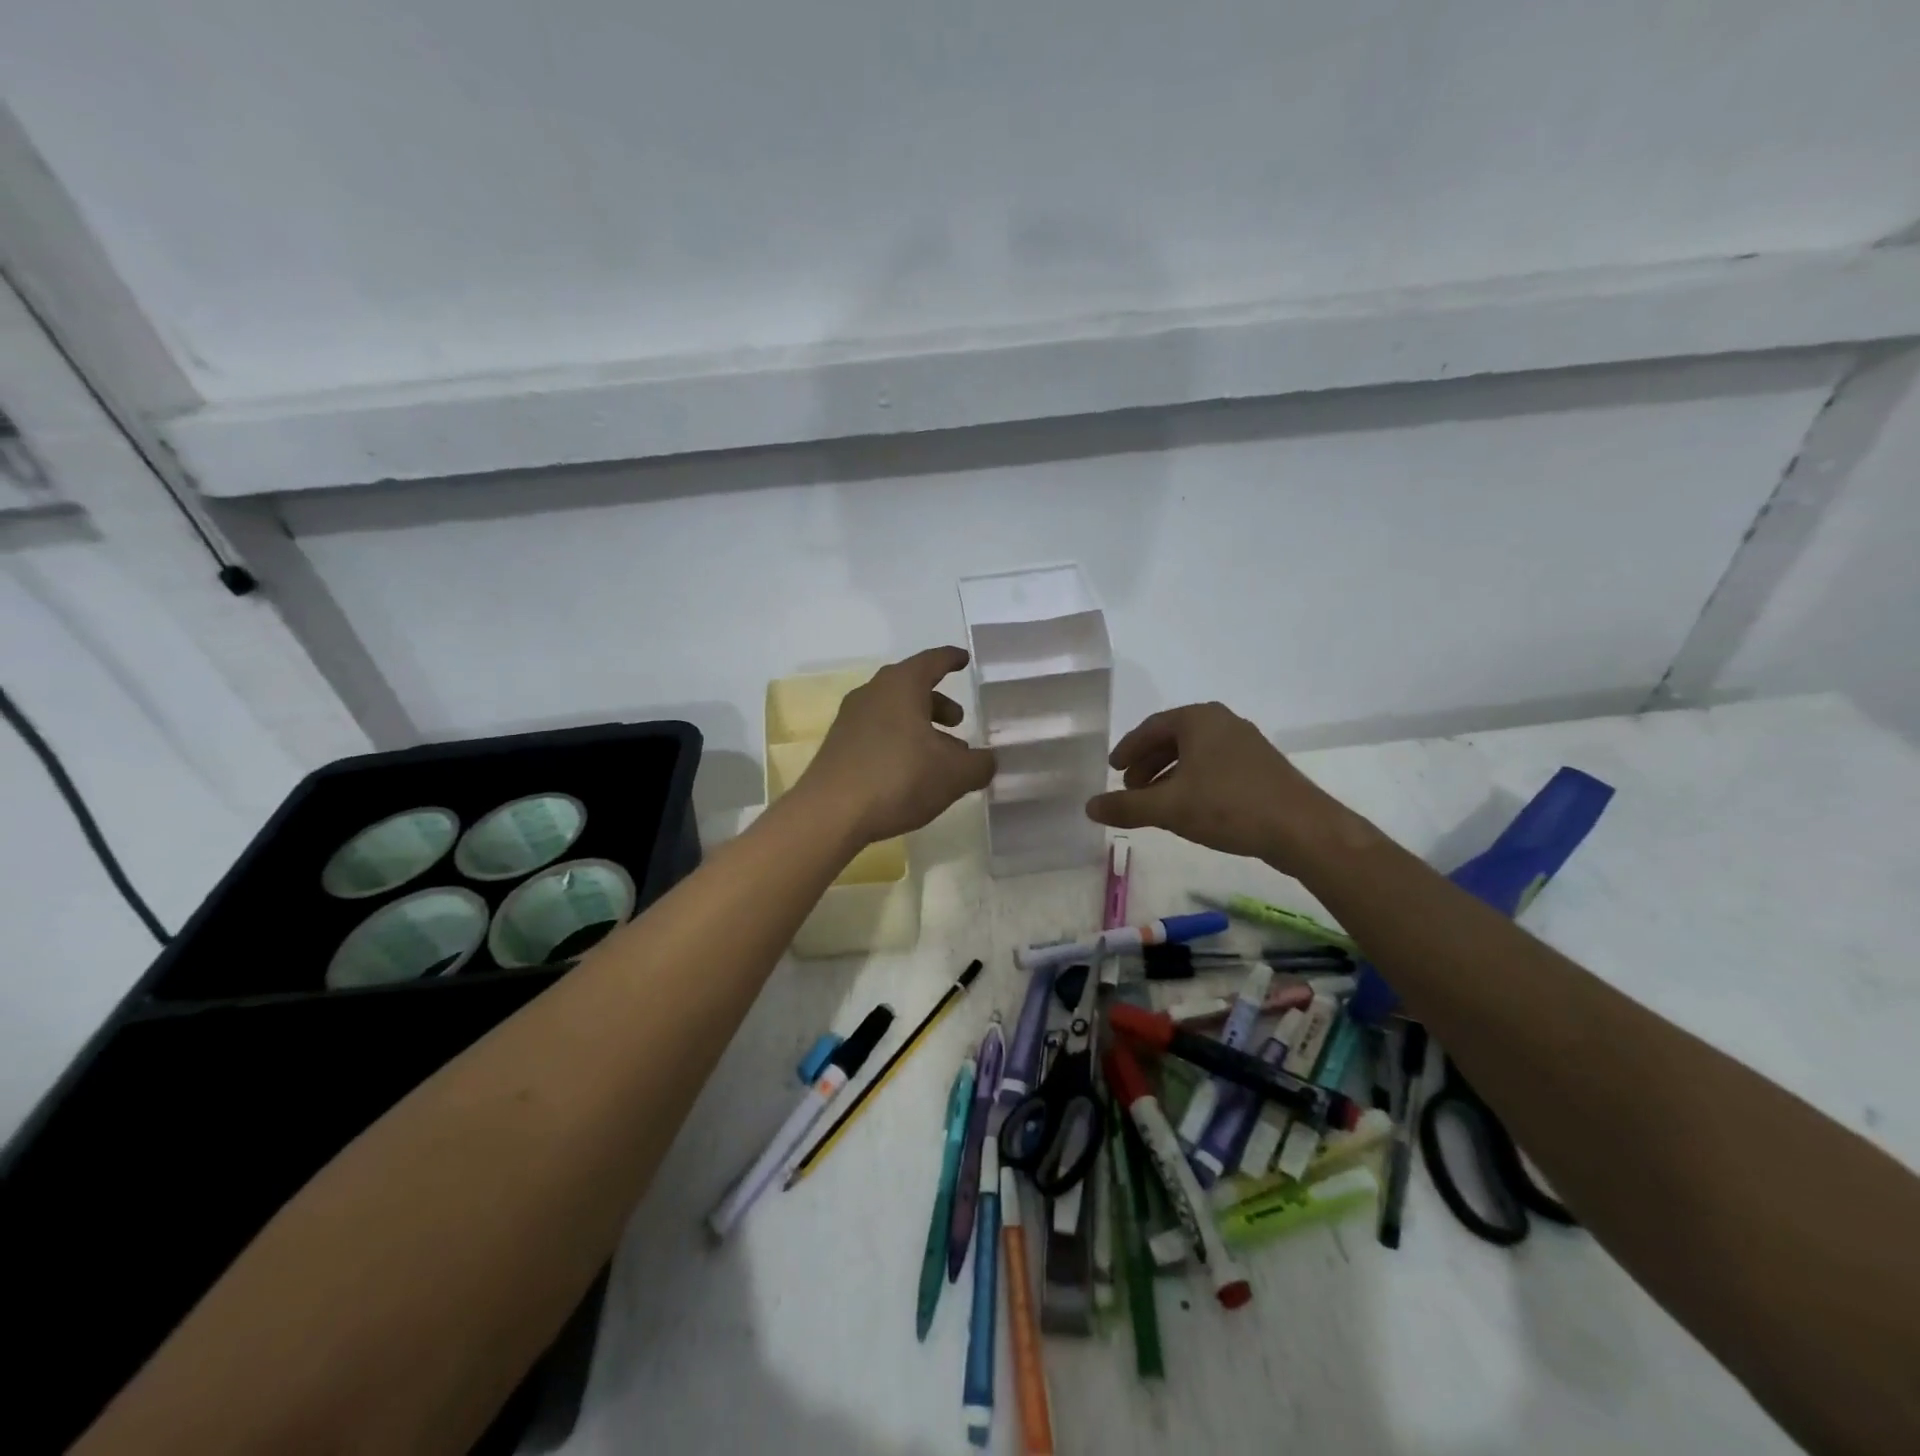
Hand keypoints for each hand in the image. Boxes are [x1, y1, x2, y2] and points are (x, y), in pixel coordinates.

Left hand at [796, 647, 996, 846]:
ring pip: (894, 712)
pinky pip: (877, 732)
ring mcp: (850, 719)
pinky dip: (899, 741)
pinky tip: (911, 771)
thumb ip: (979, 764)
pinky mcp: (839, 745)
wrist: (830, 813)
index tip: (964, 660)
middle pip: (911, 687)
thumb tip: (987, 761)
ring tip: (940, 754)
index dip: (951, 659)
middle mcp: (873, 693)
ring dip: (920, 726)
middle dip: (938, 702)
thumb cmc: (899, 778)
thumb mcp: (954, 774)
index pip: (932, 661)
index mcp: (902, 685)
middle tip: (958, 721)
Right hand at [1086, 702, 1367, 873]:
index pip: (1151, 728)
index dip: (1128, 749)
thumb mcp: (1168, 807)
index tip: (1112, 769)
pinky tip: (1190, 807)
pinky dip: (1193, 780)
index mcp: (1198, 719)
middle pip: (1173, 738)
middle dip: (1148, 763)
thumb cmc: (1228, 807)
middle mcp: (1222, 722)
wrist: (1301, 829)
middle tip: (1130, 788)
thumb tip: (1089, 806)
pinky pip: (1214, 765)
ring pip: (1195, 753)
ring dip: (1169, 774)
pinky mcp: (1261, 766)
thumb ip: (1125, 806)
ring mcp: (1246, 743)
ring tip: (1156, 801)